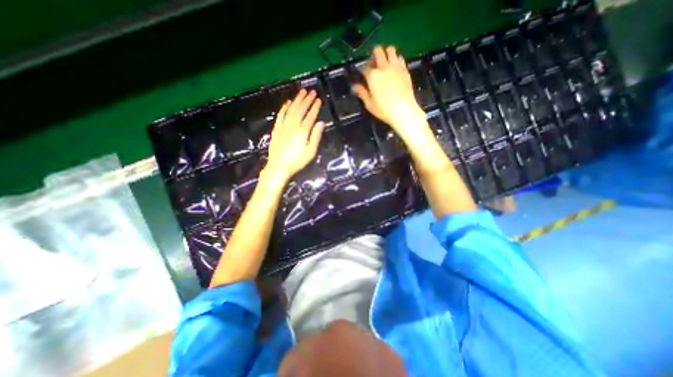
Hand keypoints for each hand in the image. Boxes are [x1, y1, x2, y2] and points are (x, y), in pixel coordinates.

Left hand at [264, 89, 324, 182]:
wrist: (278, 166)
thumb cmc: (297, 161)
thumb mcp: (310, 152)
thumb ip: (316, 136)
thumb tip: (321, 123)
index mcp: (302, 131)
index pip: (310, 116)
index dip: (315, 107)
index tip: (319, 99)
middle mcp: (293, 125)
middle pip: (300, 109)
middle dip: (307, 100)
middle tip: (311, 91)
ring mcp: (283, 126)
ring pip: (291, 109)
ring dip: (296, 100)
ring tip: (301, 92)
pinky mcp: (276, 129)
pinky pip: (281, 115)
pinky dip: (284, 107)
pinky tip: (288, 102)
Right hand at [353, 45, 424, 139]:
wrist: (403, 110)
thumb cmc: (384, 109)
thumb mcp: (369, 104)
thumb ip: (362, 93)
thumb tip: (355, 87)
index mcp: (372, 76)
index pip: (364, 68)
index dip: (362, 71)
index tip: (363, 76)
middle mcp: (383, 67)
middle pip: (378, 52)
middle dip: (374, 55)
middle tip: (374, 63)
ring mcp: (395, 67)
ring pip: (390, 50)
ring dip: (386, 53)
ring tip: (385, 61)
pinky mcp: (405, 69)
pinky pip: (400, 58)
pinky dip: (396, 59)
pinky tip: (395, 67)